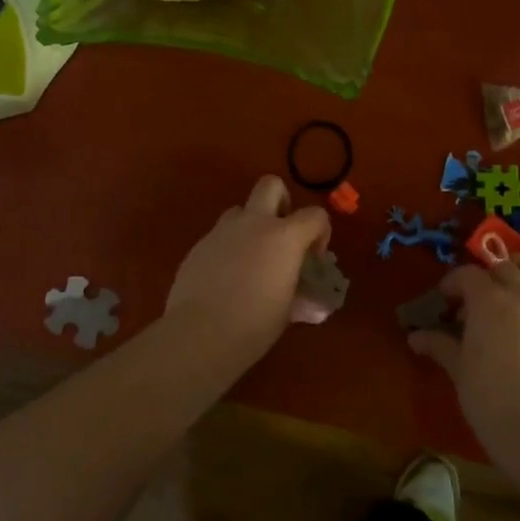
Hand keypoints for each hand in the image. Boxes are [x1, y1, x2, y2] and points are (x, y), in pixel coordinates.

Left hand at [164, 175, 332, 354]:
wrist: (199, 334)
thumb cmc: (254, 325)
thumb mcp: (287, 311)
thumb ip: (300, 295)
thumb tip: (312, 304)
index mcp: (284, 237)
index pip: (315, 214)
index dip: (320, 232)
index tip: (313, 258)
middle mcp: (254, 223)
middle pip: (270, 186)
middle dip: (281, 202)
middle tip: (282, 234)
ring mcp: (222, 231)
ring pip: (240, 210)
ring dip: (250, 226)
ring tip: (251, 259)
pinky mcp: (198, 245)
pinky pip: (219, 235)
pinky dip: (228, 247)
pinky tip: (226, 278)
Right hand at [408, 262, 519, 446]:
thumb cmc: (489, 396)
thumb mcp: (459, 370)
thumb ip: (439, 345)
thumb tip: (416, 336)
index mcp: (490, 300)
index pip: (469, 274)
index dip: (452, 283)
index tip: (441, 302)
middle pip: (504, 272)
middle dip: (485, 282)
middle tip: (467, 308)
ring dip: (505, 302)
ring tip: (489, 334)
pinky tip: (513, 355)